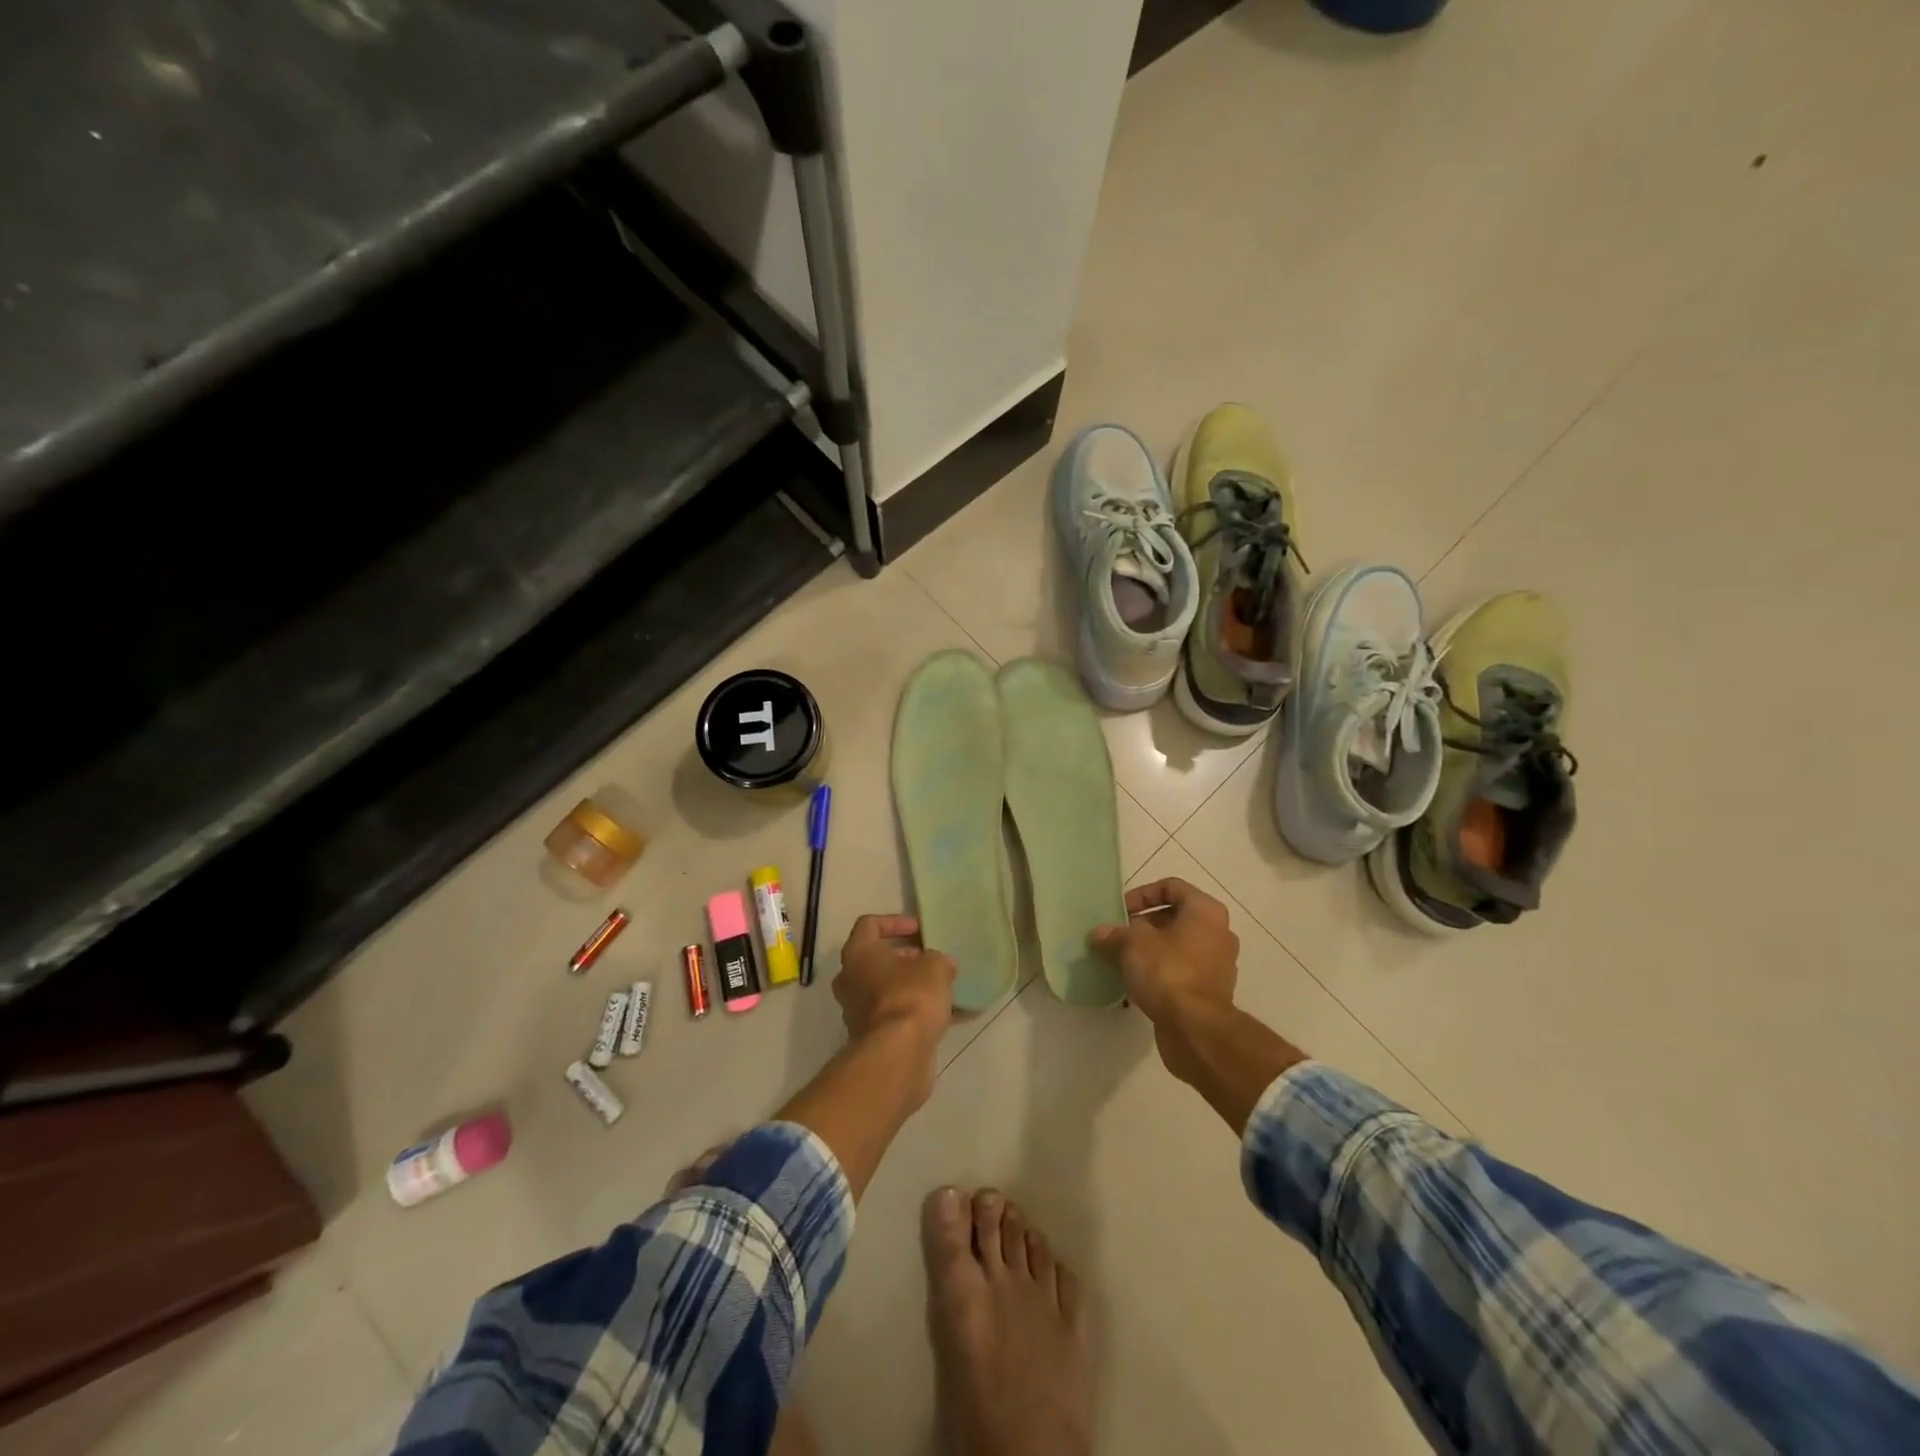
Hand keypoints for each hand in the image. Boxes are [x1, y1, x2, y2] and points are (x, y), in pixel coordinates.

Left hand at [833, 914, 954, 1049]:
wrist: (897, 1054)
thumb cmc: (911, 996)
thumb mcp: (935, 966)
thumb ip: (938, 959)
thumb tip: (942, 964)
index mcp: (858, 954)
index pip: (869, 925)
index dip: (896, 922)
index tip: (920, 930)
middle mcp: (850, 980)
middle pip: (877, 959)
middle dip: (907, 959)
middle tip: (932, 960)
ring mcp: (857, 1011)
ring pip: (887, 990)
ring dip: (913, 987)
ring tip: (945, 988)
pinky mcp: (872, 1037)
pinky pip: (897, 1016)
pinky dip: (919, 1014)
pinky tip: (951, 1017)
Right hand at [1090, 879, 1237, 1078]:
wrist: (1196, 1029)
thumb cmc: (1167, 971)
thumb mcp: (1132, 944)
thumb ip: (1114, 933)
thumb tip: (1099, 934)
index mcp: (1205, 911)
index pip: (1171, 887)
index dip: (1142, 894)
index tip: (1121, 912)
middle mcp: (1218, 932)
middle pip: (1175, 916)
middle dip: (1144, 925)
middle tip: (1119, 936)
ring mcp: (1218, 963)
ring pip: (1178, 945)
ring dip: (1151, 949)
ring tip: (1124, 959)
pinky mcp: (1211, 991)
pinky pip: (1182, 969)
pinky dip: (1161, 971)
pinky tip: (1137, 982)